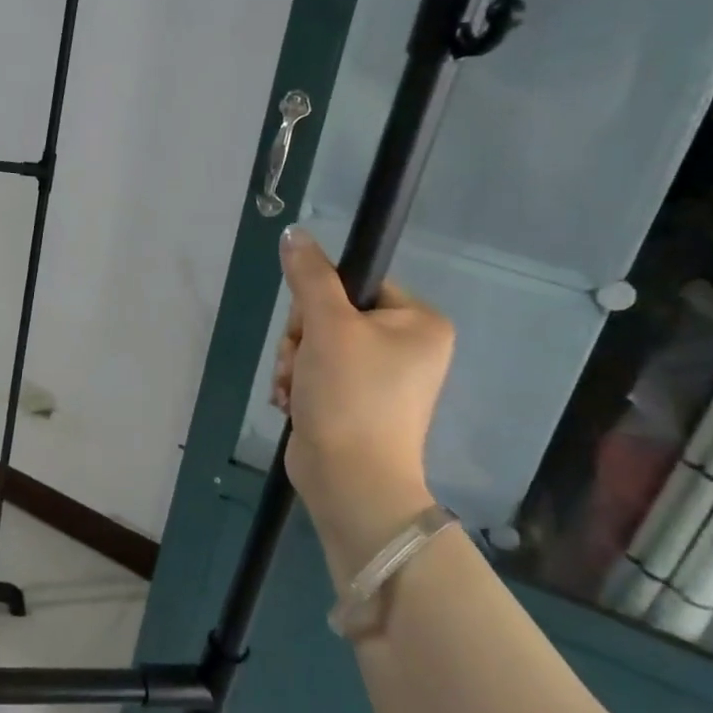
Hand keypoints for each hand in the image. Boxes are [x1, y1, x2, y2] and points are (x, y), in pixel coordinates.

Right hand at [271, 226, 453, 560]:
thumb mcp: (327, 327)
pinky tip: (294, 403)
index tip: (311, 329)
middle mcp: (406, 347)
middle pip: (330, 315)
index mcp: (418, 322)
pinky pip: (316, 372)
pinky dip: (298, 385)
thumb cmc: (350, 396)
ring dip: (294, 364)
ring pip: (315, 344)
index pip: (356, 284)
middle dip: (302, 340)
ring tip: (296, 390)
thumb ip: (309, 276)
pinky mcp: (354, 401)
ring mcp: (380, 377)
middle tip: (301, 365)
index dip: (321, 302)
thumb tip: (293, 232)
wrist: (349, 480)